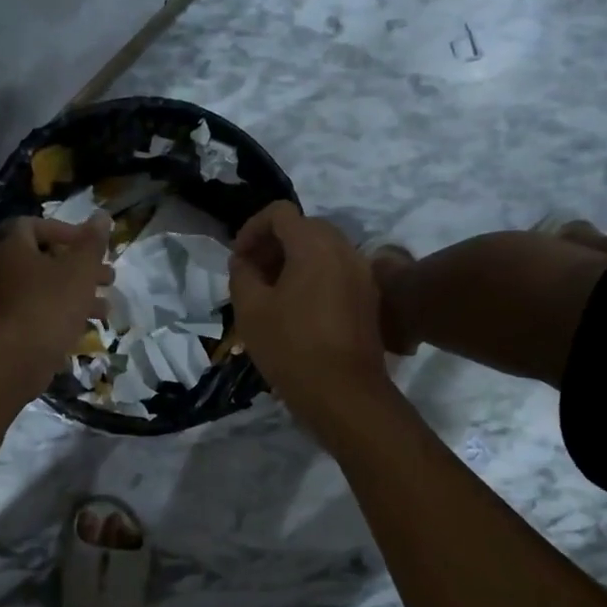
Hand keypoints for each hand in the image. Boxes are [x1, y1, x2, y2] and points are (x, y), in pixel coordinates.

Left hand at [0, 215, 113, 381]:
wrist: (17, 360)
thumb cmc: (50, 305)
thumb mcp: (80, 270)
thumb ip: (93, 242)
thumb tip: (102, 215)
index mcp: (13, 248)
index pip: (35, 225)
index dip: (65, 230)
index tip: (90, 246)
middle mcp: (2, 271)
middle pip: (45, 259)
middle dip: (81, 268)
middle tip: (108, 278)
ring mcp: (3, 302)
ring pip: (45, 289)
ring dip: (77, 294)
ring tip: (106, 309)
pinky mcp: (9, 329)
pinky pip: (39, 313)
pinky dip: (62, 315)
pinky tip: (86, 328)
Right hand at [229, 201, 391, 431]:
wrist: (344, 393)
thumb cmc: (291, 347)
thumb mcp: (251, 309)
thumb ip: (242, 274)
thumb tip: (244, 261)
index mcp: (315, 245)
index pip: (280, 213)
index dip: (252, 229)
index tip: (237, 259)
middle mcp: (345, 249)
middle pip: (304, 228)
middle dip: (273, 244)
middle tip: (251, 275)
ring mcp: (362, 273)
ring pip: (322, 250)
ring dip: (293, 261)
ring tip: (271, 294)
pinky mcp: (369, 298)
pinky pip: (336, 272)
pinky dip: (313, 277)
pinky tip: (297, 310)